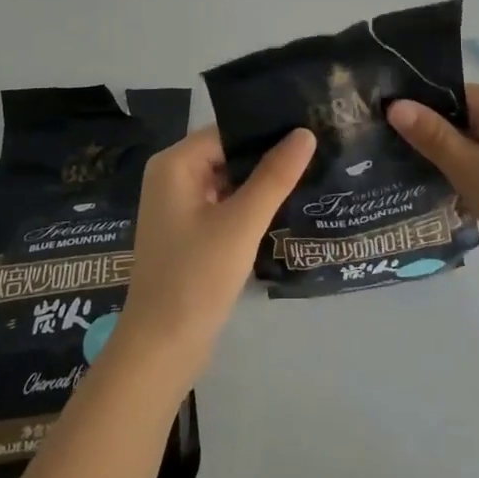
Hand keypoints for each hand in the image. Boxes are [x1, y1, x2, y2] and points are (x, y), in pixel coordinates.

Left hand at [119, 125, 315, 369]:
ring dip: (260, 182)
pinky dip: (248, 205)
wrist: (161, 348)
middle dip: (267, 156)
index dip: (266, 131)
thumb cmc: (196, 277)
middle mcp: (171, 177)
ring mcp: (178, 206)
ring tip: (310, 173)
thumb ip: (274, 176)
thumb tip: (305, 133)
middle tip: (317, 151)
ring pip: (228, 180)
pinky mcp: (188, 232)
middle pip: (227, 153)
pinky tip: (283, 206)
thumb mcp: (241, 223)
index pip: (227, 131)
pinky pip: (223, 204)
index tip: (309, 129)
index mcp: (174, 164)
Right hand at [388, 84, 478, 288]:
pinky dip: (464, 174)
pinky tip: (438, 192)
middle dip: (428, 139)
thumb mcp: (474, 173)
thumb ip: (433, 137)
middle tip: (385, 157)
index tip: (380, 130)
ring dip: (445, 160)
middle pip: (459, 117)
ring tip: (404, 175)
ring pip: (469, 142)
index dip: (416, 112)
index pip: (450, 95)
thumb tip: (394, 105)